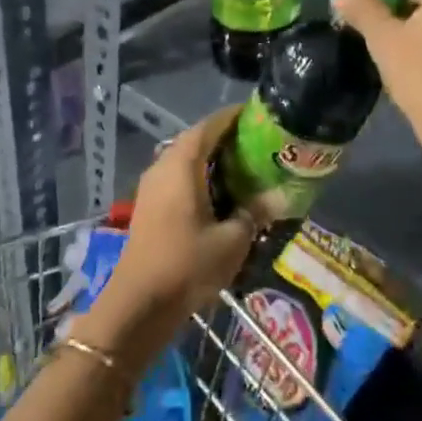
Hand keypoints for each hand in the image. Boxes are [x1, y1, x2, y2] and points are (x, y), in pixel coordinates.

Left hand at [99, 107, 255, 330]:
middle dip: (225, 139)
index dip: (232, 118)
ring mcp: (152, 187)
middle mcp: (163, 167)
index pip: (208, 126)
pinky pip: (177, 178)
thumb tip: (281, 195)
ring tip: (245, 168)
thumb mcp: (232, 241)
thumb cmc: (187, 265)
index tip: (258, 116)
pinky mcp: (149, 206)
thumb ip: (255, 212)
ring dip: (211, 160)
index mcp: (181, 165)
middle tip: (258, 144)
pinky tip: (221, 195)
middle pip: (195, 141)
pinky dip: (200, 177)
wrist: (139, 305)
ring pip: (184, 160)